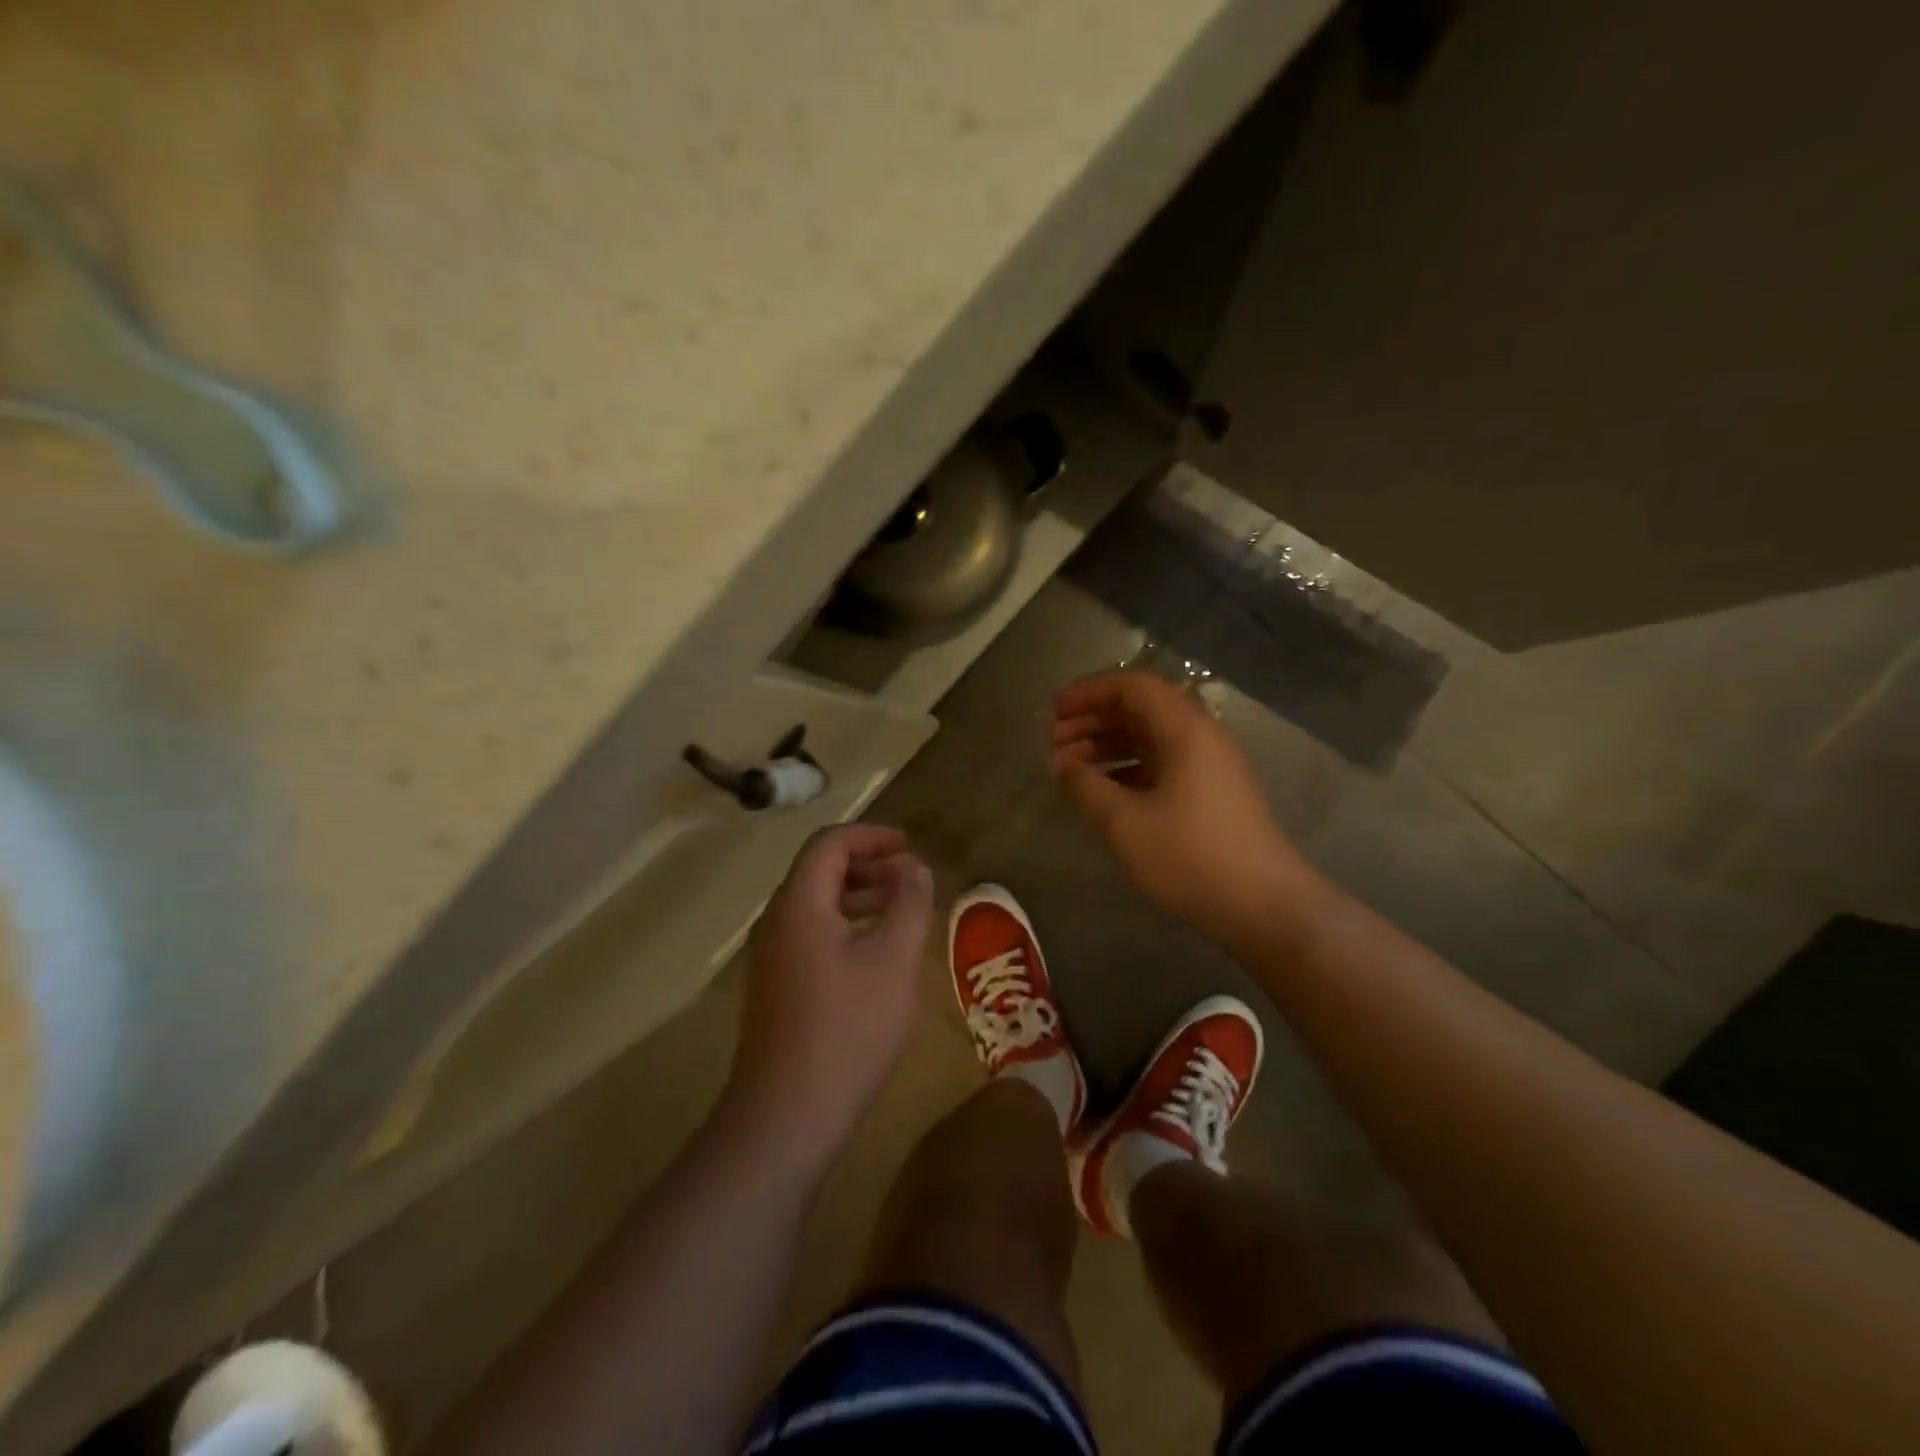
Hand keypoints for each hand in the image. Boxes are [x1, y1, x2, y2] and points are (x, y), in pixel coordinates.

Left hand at [729, 824, 933, 1163]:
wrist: (787, 1115)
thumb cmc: (848, 1029)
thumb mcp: (894, 961)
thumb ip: (910, 905)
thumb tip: (917, 869)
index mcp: (799, 905)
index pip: (829, 844)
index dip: (871, 836)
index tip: (909, 845)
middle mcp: (777, 922)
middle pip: (820, 871)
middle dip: (869, 865)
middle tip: (913, 878)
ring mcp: (773, 958)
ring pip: (818, 905)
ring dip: (860, 897)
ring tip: (903, 910)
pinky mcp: (777, 988)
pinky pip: (813, 935)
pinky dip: (848, 926)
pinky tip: (877, 953)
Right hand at [1051, 671, 1312, 940]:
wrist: (1264, 908)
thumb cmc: (1190, 857)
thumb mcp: (1125, 822)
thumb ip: (1087, 786)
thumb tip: (1062, 764)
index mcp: (1185, 730)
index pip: (1132, 686)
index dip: (1089, 692)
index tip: (1054, 712)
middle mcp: (1200, 737)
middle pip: (1141, 709)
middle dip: (1093, 719)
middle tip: (1053, 742)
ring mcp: (1209, 766)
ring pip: (1150, 738)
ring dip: (1108, 745)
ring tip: (1069, 767)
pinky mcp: (1210, 794)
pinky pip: (1161, 763)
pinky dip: (1127, 768)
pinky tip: (1103, 790)